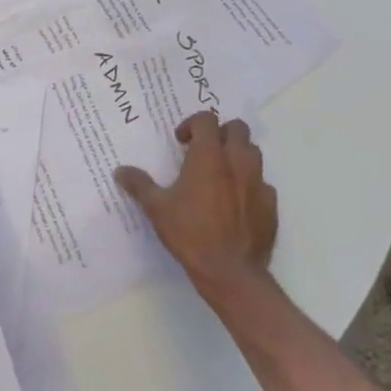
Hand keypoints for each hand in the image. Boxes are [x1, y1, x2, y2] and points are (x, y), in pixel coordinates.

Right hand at [116, 112, 277, 310]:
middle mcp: (237, 162)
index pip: (207, 119)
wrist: (230, 271)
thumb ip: (139, 185)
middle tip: (204, 151)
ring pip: (254, 153)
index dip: (192, 124)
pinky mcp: (270, 205)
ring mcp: (258, 182)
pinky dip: (250, 184)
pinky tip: (235, 202)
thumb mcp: (157, 208)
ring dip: (237, 154)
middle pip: (237, 128)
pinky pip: (263, 183)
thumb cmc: (190, 232)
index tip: (181, 142)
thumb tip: (120, 171)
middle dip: (221, 133)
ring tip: (220, 173)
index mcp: (209, 156)